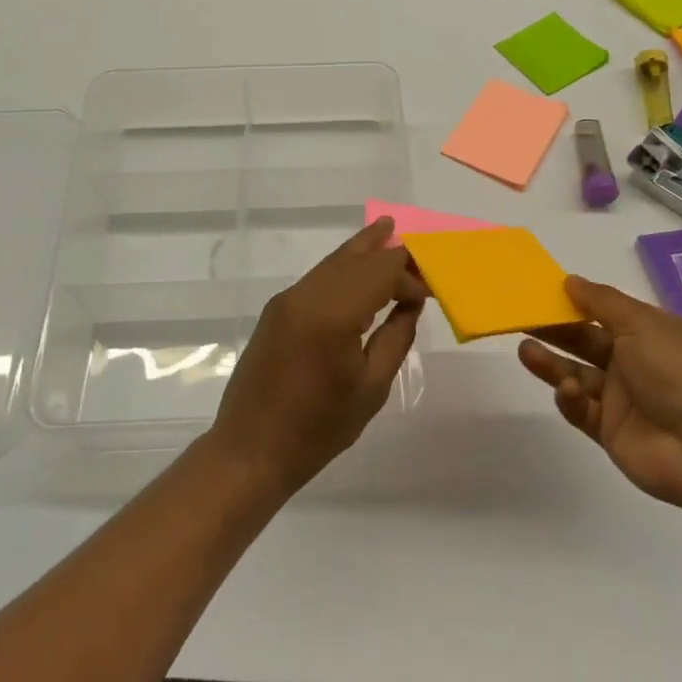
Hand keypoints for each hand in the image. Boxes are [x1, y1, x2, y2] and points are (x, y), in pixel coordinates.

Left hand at [208, 219, 427, 494]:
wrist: (252, 449)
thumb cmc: (319, 428)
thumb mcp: (372, 387)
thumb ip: (396, 337)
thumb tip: (411, 302)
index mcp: (333, 313)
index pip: (380, 271)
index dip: (409, 275)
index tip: (429, 293)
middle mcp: (306, 295)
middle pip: (354, 257)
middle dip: (386, 251)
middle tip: (416, 245)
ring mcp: (286, 300)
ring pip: (332, 263)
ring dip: (362, 251)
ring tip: (387, 231)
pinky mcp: (276, 311)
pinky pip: (317, 279)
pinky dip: (342, 271)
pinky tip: (359, 274)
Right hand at [518, 276, 681, 510]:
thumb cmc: (676, 373)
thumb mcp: (641, 324)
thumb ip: (601, 301)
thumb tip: (570, 280)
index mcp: (647, 333)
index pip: (603, 312)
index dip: (574, 302)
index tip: (541, 293)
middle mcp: (633, 363)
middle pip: (584, 342)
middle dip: (554, 330)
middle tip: (519, 319)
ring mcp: (620, 399)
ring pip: (575, 374)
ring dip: (551, 363)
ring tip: (525, 350)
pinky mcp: (608, 430)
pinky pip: (580, 410)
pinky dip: (570, 399)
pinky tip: (567, 392)